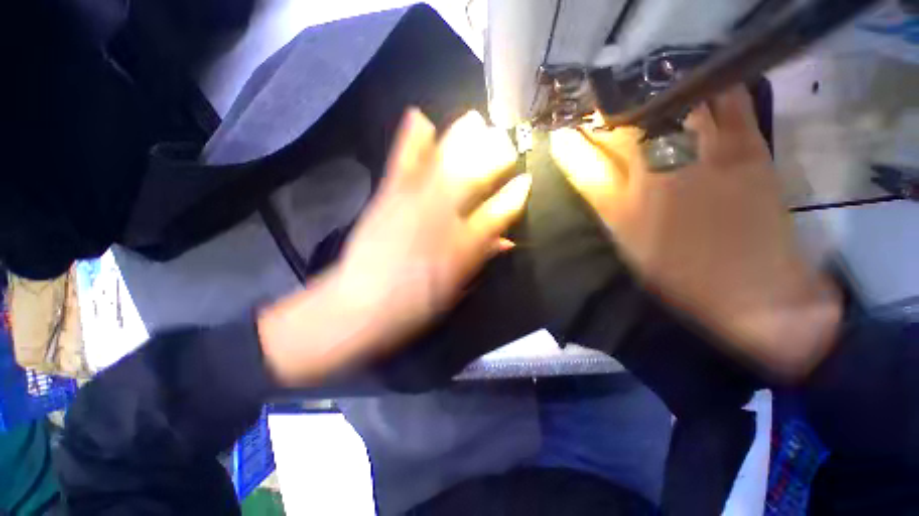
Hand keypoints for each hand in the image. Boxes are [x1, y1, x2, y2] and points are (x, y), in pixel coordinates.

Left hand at [260, 109, 530, 385]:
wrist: (360, 307)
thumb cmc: (415, 306)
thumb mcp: (456, 289)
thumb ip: (481, 258)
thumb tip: (506, 240)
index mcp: (464, 247)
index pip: (499, 214)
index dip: (515, 196)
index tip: (526, 181)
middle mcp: (444, 219)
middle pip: (475, 180)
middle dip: (494, 158)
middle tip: (505, 142)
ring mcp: (413, 204)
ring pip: (443, 164)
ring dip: (461, 140)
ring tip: (474, 120)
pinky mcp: (387, 198)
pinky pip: (401, 163)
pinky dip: (410, 139)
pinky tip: (419, 117)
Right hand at [551, 87, 840, 377]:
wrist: (754, 290)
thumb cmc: (679, 275)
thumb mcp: (627, 245)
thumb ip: (607, 206)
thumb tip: (594, 174)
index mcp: (620, 208)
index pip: (580, 164)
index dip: (566, 143)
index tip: (559, 131)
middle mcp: (654, 175)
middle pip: (618, 129)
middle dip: (599, 113)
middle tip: (594, 106)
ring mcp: (702, 156)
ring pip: (664, 108)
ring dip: (644, 94)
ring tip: (636, 91)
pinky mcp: (746, 148)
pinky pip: (724, 101)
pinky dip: (707, 86)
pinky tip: (693, 84)